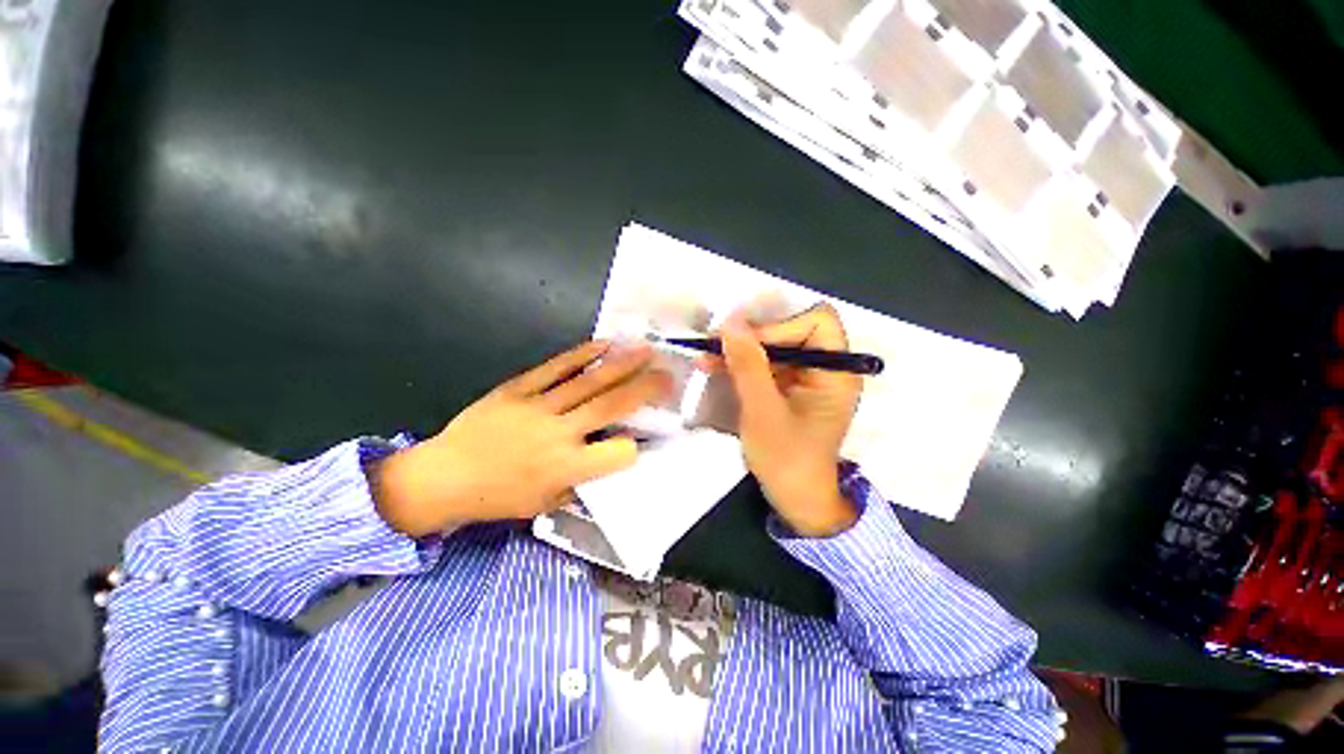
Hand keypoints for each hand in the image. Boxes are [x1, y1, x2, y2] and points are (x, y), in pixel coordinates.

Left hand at [372, 341, 671, 536]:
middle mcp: (558, 434)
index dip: (638, 445)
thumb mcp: (545, 503)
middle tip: (668, 374)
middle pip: (610, 406)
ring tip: (645, 350)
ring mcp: (537, 407)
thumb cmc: (497, 497)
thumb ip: (582, 482)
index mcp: (566, 468)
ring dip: (621, 365)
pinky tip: (602, 344)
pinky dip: (580, 354)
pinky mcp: (518, 389)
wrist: (443, 477)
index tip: (645, 439)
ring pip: (588, 382)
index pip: (618, 453)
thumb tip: (610, 461)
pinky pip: (554, 368)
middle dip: (644, 388)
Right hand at [716, 304, 862, 536]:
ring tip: (706, 356)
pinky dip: (740, 365)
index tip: (746, 343)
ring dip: (740, 351)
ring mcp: (805, 379)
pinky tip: (714, 367)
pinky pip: (764, 366)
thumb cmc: (787, 459)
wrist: (795, 500)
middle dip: (752, 337)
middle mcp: (825, 369)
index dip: (780, 326)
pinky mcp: (788, 390)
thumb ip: (748, 365)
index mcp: (836, 372)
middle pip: (791, 331)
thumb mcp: (763, 411)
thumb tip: (730, 322)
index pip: (816, 322)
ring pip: (773, 347)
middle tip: (715, 345)